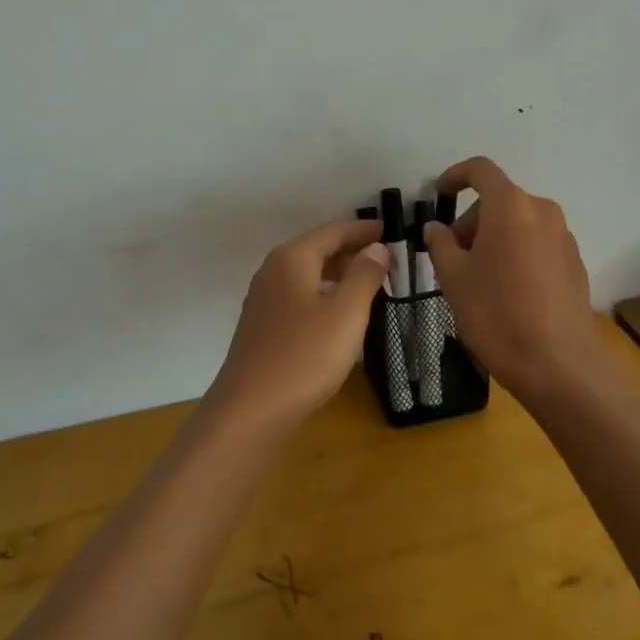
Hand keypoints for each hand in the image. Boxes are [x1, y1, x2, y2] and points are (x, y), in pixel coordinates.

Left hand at [207, 219, 389, 430]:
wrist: (251, 410)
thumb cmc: (304, 356)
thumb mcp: (346, 313)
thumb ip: (364, 275)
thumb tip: (376, 248)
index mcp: (292, 259)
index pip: (332, 231)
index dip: (361, 230)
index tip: (388, 230)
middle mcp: (273, 271)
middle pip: (316, 249)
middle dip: (350, 250)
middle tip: (384, 257)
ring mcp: (263, 299)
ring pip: (306, 274)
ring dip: (337, 273)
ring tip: (368, 283)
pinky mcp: (262, 326)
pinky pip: (298, 295)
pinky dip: (322, 293)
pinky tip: (338, 314)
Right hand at [423, 158, 597, 399]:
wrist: (559, 366)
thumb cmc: (497, 314)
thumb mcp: (454, 278)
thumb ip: (441, 244)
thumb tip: (437, 228)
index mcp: (510, 206)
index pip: (480, 170)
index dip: (455, 176)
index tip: (438, 194)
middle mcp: (542, 211)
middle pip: (499, 201)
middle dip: (471, 220)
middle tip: (452, 256)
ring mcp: (564, 237)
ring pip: (519, 223)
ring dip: (494, 238)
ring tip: (478, 278)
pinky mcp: (575, 263)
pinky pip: (537, 244)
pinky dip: (516, 253)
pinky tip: (507, 293)